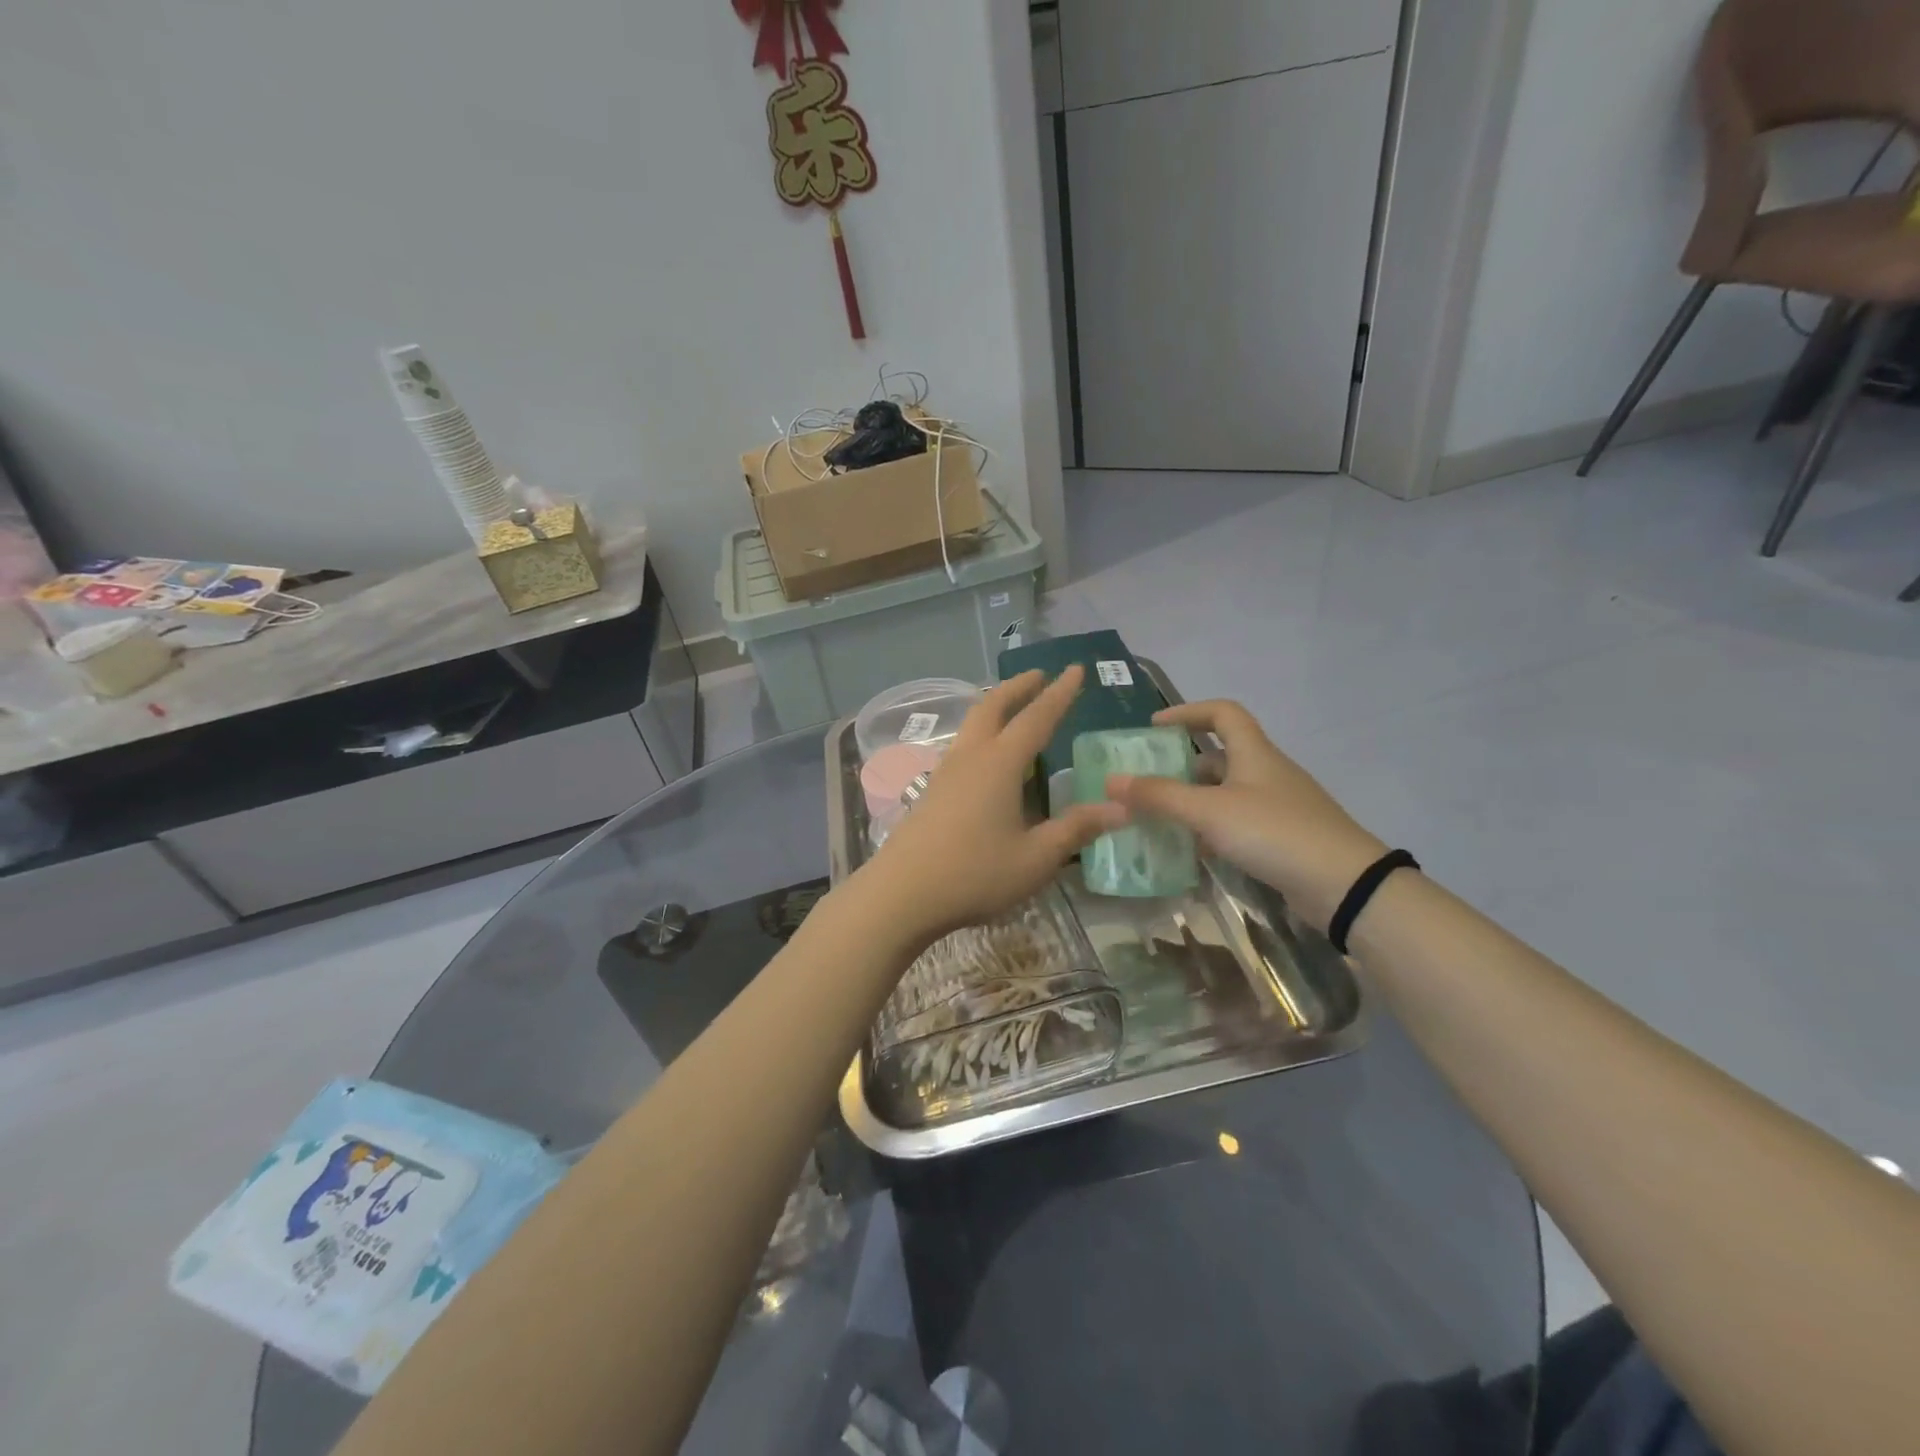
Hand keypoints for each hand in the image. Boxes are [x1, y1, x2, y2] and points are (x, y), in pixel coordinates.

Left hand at [857, 666, 1126, 946]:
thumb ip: (1076, 829)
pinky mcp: (931, 791)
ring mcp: (945, 772)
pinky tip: (988, 757)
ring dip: (995, 706)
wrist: (901, 893)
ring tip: (1014, 708)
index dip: (1059, 693)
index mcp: (1000, 764)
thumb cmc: (974, 874)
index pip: (1037, 718)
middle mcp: (971, 757)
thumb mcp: (1035, 858)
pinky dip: (982, 732)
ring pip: (972, 724)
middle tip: (1039, 675)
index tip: (1076, 668)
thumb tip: (1120, 809)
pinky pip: (962, 746)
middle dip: (1018, 687)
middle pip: (993, 706)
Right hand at [1105, 701, 1386, 930]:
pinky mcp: (1283, 838)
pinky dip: (1212, 829)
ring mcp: (1278, 807)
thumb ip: (1160, 796)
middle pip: (1221, 756)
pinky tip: (1192, 849)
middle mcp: (1267, 773)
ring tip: (1159, 817)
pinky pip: (1238, 823)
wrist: (1344, 885)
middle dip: (1182, 764)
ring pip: (1227, 793)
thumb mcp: (1209, 811)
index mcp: (1254, 753)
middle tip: (1148, 781)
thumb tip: (1111, 780)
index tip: (1154, 727)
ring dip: (1194, 800)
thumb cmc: (1274, 832)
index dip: (1188, 712)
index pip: (1222, 713)